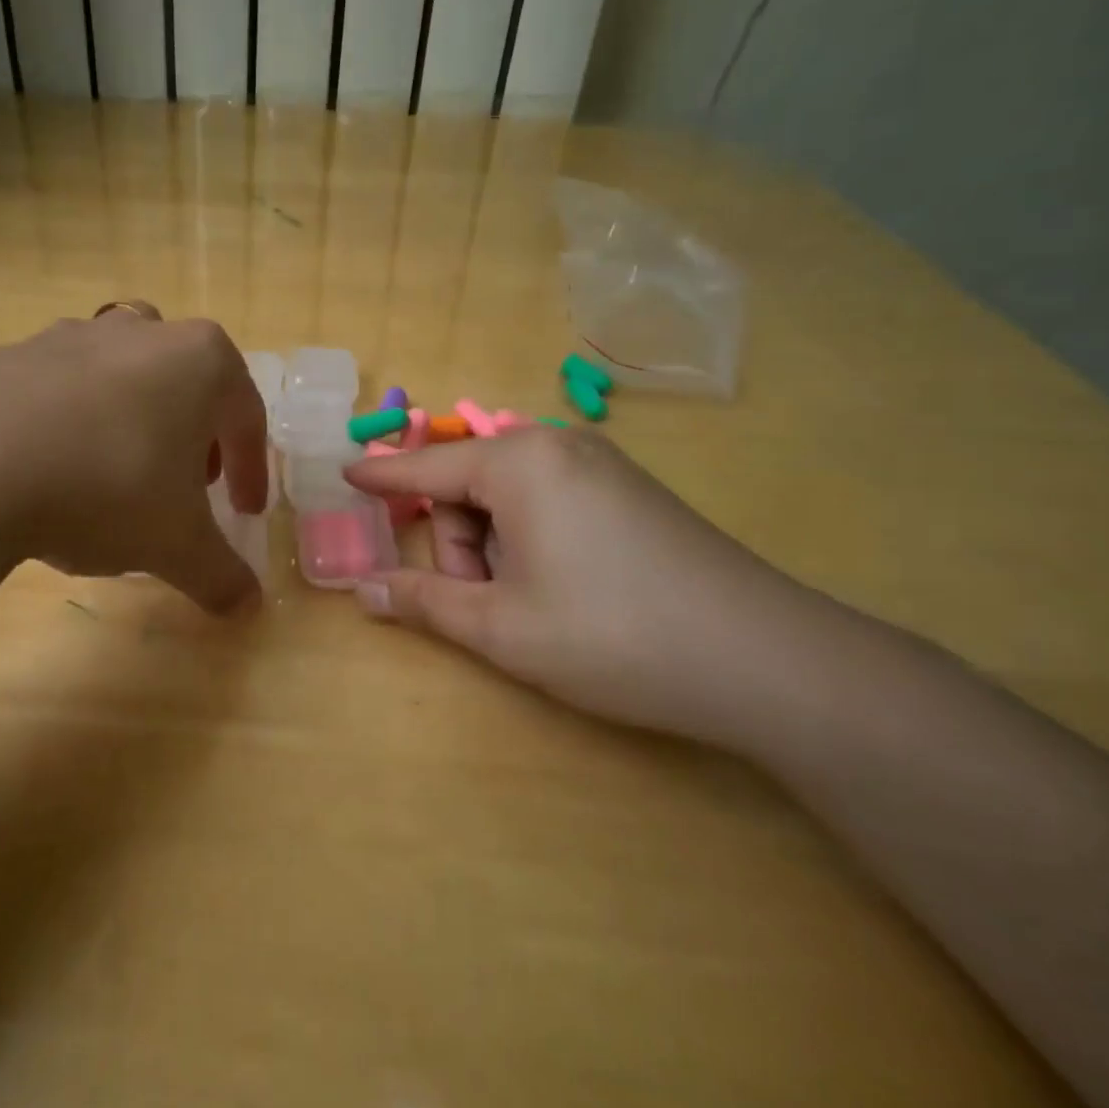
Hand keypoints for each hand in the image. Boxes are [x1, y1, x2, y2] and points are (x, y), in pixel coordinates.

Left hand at [0, 306, 267, 613]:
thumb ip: (219, 574)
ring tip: (118, 476)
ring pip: (123, 377)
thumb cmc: (107, 487)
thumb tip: (246, 607)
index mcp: (201, 362)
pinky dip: (72, 425)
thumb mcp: (176, 545)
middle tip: (185, 485)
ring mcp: (72, 335)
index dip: (251, 469)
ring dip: (133, 422)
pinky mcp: (11, 353)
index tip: (245, 511)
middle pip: (186, 383)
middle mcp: (142, 333)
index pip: (246, 417)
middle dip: (193, 435)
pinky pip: (61, 390)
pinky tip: (52, 472)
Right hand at [344, 429, 823, 746]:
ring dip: (495, 548)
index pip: (425, 468)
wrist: (765, 661)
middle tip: (482, 603)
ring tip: (529, 604)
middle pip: (468, 486)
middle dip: (458, 544)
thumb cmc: (612, 635)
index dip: (381, 478)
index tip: (343, 475)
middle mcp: (557, 446)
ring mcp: (600, 465)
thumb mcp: (501, 627)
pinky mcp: (629, 491)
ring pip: (509, 497)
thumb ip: (423, 602)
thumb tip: (363, 589)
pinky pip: (548, 501)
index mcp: (518, 463)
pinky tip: (563, 586)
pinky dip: (530, 539)